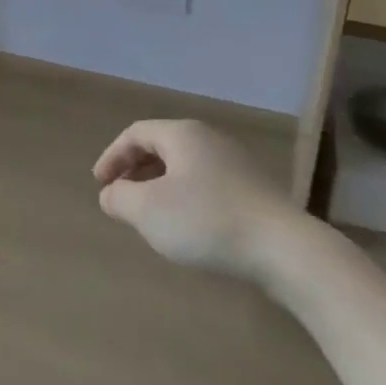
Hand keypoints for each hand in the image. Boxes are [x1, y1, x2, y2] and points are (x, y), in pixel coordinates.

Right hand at [93, 119, 312, 283]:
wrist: (285, 250)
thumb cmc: (206, 221)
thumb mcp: (148, 211)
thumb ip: (120, 198)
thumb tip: (110, 194)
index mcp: (182, 134)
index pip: (136, 134)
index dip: (112, 156)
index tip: (99, 184)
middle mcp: (209, 139)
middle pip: (161, 146)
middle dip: (135, 170)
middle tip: (120, 196)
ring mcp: (236, 163)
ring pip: (185, 167)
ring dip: (159, 185)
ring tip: (150, 214)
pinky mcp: (254, 190)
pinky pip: (206, 184)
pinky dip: (185, 197)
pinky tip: (187, 226)